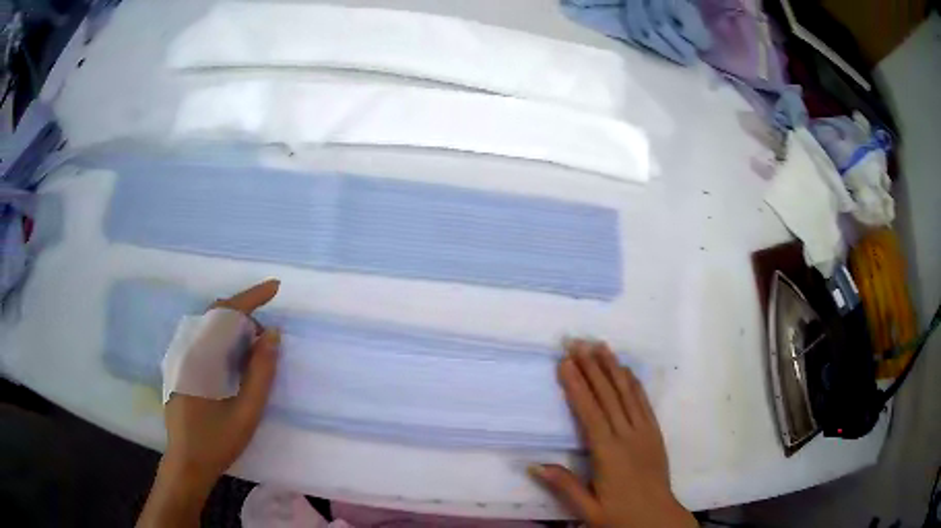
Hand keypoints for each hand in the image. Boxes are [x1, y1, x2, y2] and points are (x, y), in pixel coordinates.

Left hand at [138, 280, 280, 527]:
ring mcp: (180, 356)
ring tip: (255, 349)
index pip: (226, 313)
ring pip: (209, 326)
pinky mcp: (180, 366)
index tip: (275, 288)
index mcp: (199, 357)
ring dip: (234, 328)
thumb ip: (261, 372)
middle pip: (216, 314)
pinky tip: (235, 360)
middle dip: (245, 315)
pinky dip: (223, 339)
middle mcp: (185, 348)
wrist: (187, 462)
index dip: (252, 297)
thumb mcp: (247, 412)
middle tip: (268, 338)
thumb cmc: (217, 441)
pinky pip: (203, 339)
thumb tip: (273, 334)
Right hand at [530, 340, 696, 527]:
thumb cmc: (620, 516)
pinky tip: (626, 371)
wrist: (658, 519)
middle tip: (577, 342)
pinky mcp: (655, 433)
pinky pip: (644, 403)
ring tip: (600, 346)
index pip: (589, 413)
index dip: (577, 386)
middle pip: (608, 396)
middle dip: (591, 367)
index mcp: (607, 454)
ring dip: (613, 368)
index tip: (565, 363)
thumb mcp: (588, 509)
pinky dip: (634, 383)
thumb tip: (534, 465)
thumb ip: (564, 486)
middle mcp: (627, 436)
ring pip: (627, 394)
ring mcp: (644, 432)